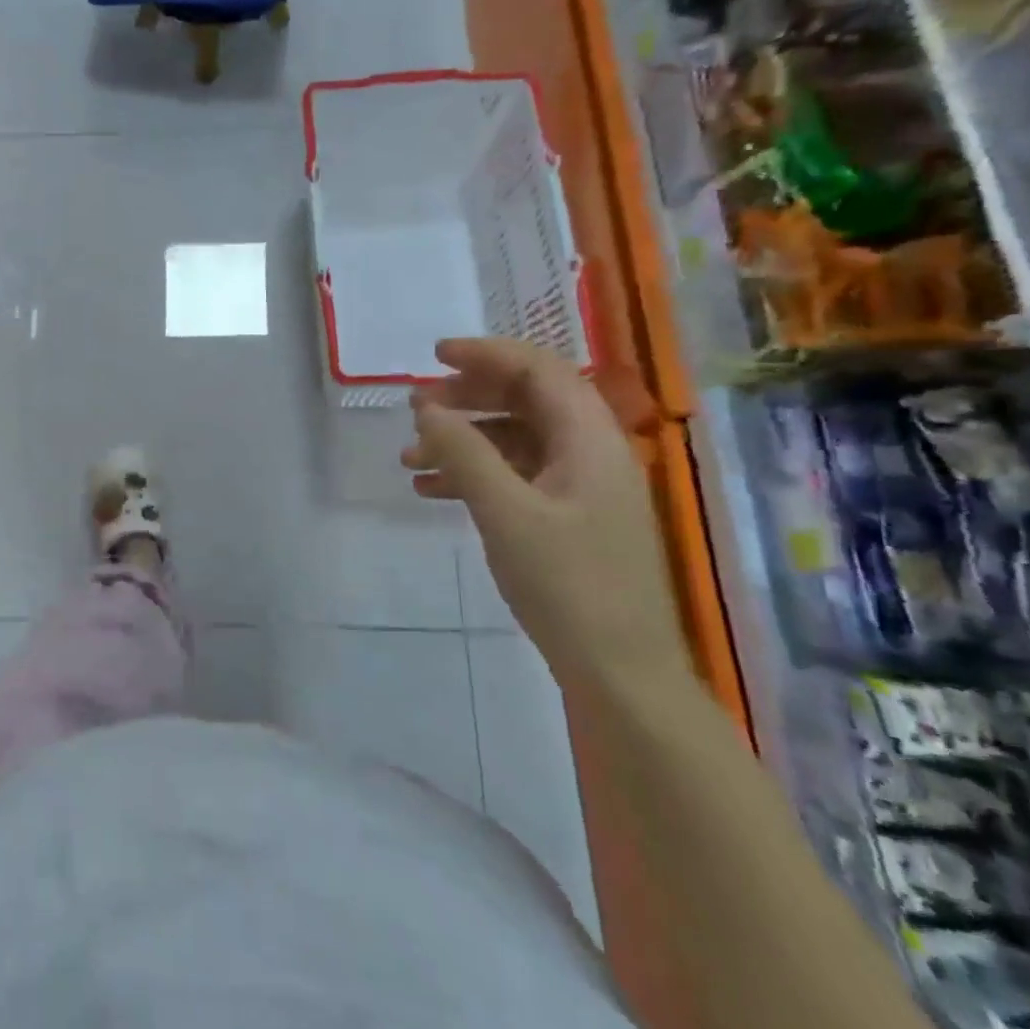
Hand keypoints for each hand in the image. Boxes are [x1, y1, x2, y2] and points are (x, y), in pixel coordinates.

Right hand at [400, 337, 690, 690]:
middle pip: (526, 400)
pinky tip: (430, 490)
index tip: (434, 357)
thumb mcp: (505, 512)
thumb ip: (464, 452)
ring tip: (409, 456)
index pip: (540, 370)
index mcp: (591, 440)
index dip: (487, 354)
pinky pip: (515, 476)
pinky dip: (473, 474)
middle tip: (415, 407)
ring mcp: (580, 488)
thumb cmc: (567, 586)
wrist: (619, 674)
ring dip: (462, 440)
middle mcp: (590, 453)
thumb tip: (426, 406)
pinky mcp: (567, 518)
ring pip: (515, 440)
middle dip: (467, 398)